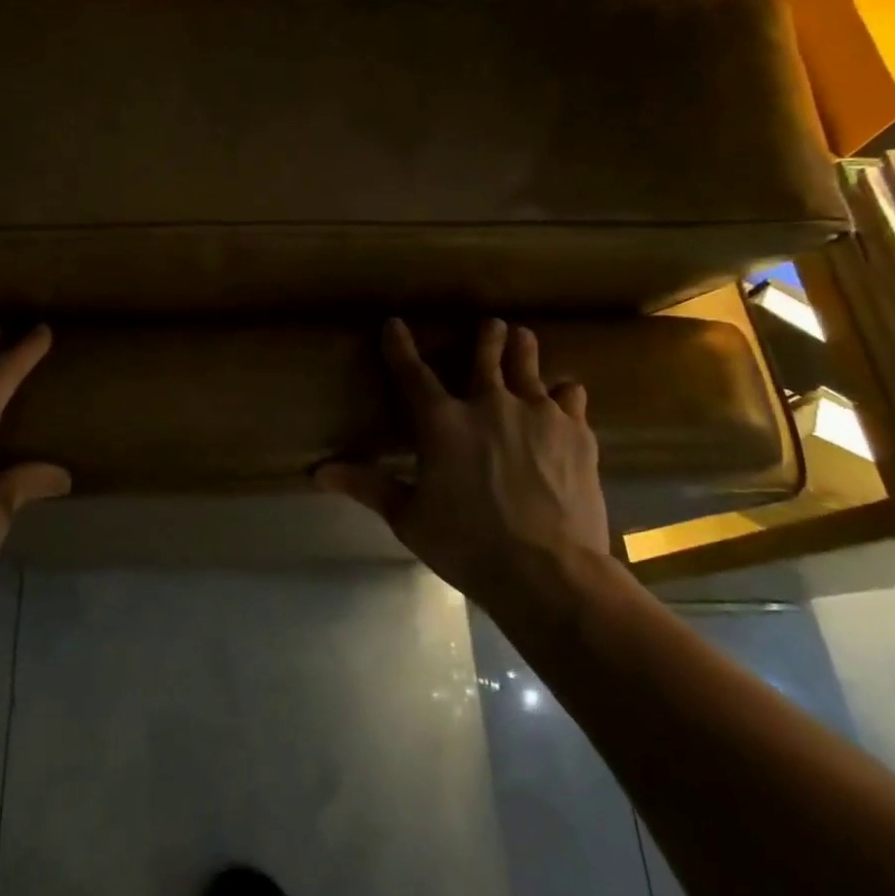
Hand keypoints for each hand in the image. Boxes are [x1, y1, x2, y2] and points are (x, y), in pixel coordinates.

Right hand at [316, 318, 608, 602]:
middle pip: (486, 358)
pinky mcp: (576, 433)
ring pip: (529, 368)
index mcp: (441, 423)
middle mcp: (489, 405)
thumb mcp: (408, 518)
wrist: (549, 572)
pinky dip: (565, 394)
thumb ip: (368, 486)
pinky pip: (571, 398)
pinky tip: (567, 392)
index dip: (400, 347)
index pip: (413, 374)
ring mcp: (538, 415)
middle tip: (492, 323)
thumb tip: (318, 472)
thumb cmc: (467, 545)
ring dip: (524, 351)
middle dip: (487, 337)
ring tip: (524, 337)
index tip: (394, 324)